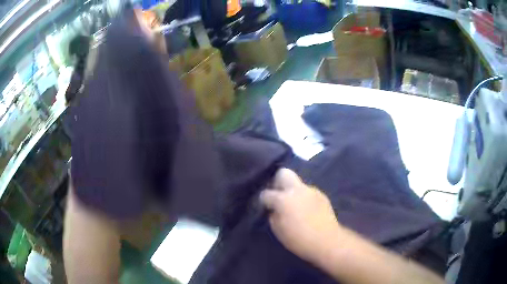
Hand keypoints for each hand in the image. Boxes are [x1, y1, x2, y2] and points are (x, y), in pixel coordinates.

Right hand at [260, 168, 341, 262]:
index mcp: (283, 199)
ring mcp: (311, 191)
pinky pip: (308, 192)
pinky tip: (307, 210)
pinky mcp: (322, 195)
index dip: (263, 200)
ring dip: (293, 191)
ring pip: (297, 184)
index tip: (265, 206)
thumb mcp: (279, 231)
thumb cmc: (299, 239)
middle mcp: (297, 190)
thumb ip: (273, 216)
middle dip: (277, 182)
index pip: (266, 193)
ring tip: (295, 206)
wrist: (327, 241)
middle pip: (283, 173)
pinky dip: (304, 198)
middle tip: (278, 196)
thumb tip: (274, 210)